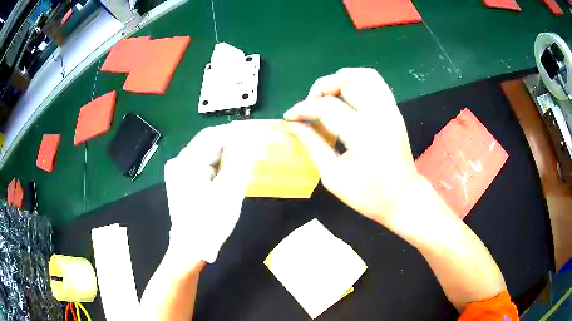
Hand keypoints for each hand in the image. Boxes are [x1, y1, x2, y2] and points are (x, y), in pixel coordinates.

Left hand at [164, 123, 251, 264]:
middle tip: (250, 148)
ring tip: (241, 161)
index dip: (234, 132)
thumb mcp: (230, 191)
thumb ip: (240, 162)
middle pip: (206, 143)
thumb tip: (249, 142)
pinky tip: (226, 174)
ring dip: (223, 156)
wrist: (189, 248)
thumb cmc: (209, 221)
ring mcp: (177, 172)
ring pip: (204, 155)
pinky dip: (215, 166)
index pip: (213, 135)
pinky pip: (200, 166)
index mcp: (188, 161)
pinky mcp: (179, 181)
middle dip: (229, 144)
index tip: (253, 133)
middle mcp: (179, 161)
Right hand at [284, 68, 419, 225]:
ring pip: (364, 75)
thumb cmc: (370, 195)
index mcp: (363, 133)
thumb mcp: (334, 176)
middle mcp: (379, 114)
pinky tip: (344, 98)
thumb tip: (292, 126)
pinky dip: (355, 83)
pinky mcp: (393, 111)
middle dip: (321, 87)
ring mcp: (390, 110)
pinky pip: (375, 83)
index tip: (289, 118)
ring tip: (326, 97)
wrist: (404, 198)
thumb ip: (312, 145)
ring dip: (340, 80)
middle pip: (347, 80)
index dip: (303, 109)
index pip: (326, 106)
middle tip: (310, 106)